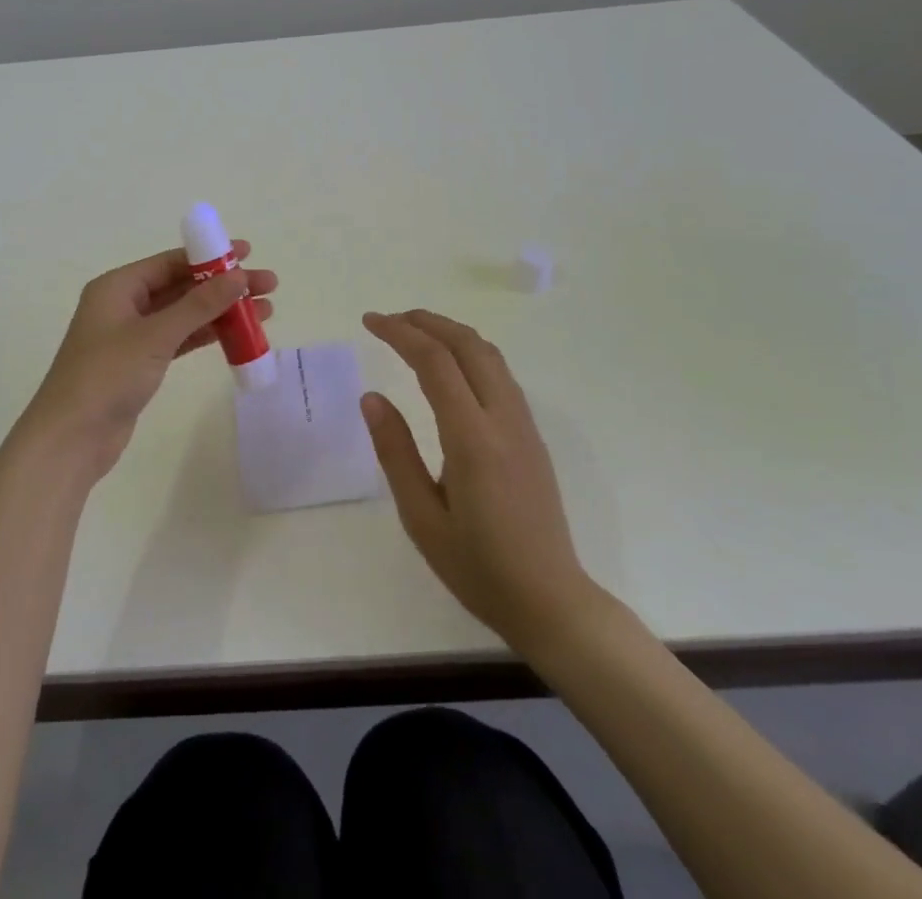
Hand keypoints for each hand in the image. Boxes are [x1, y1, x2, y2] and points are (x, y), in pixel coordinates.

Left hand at [20, 243, 277, 479]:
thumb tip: (238, 276)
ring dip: (220, 312)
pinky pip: (180, 339)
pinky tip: (237, 336)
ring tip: (265, 313)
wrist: (71, 438)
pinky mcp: (140, 363)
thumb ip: (198, 305)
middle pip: (181, 286)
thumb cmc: (107, 376)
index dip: (211, 256)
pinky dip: (206, 336)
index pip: (171, 262)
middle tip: (268, 286)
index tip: (248, 254)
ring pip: (184, 314)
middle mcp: (124, 304)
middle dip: (223, 286)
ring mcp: (132, 335)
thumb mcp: (155, 336)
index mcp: (117, 287)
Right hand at [361, 309, 597, 656]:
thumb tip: (372, 397)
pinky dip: (469, 352)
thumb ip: (396, 453)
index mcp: (473, 440)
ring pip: (489, 355)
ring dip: (450, 332)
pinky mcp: (532, 436)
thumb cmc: (478, 567)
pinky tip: (450, 366)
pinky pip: (500, 374)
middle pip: (468, 345)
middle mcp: (504, 420)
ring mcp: (524, 426)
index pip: (435, 363)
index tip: (369, 321)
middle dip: (426, 321)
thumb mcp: (421, 518)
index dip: (400, 333)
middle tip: (388, 319)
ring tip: (414, 332)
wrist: (552, 602)